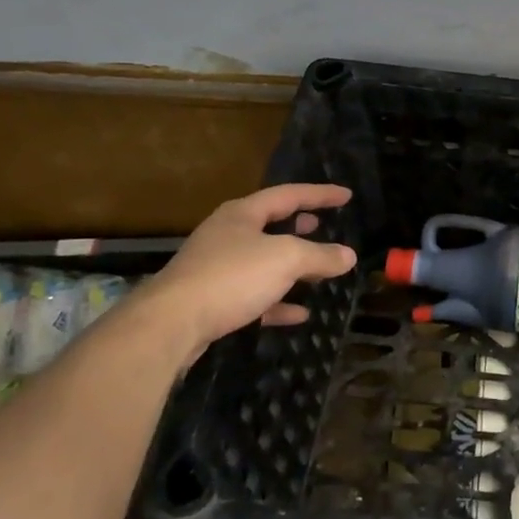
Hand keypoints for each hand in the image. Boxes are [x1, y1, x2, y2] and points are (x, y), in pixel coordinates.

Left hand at [136, 184, 357, 352]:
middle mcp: (226, 236)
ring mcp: (216, 269)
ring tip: (316, 269)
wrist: (170, 324)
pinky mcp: (211, 301)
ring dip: (290, 266)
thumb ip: (320, 256)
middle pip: (269, 225)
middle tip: (321, 225)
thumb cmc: (231, 277)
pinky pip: (253, 296)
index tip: (346, 195)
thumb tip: (348, 255)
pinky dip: (278, 301)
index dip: (320, 194)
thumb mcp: (286, 259)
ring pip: (261, 262)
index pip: (288, 195)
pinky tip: (299, 313)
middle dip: (297, 226)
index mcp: (242, 214)